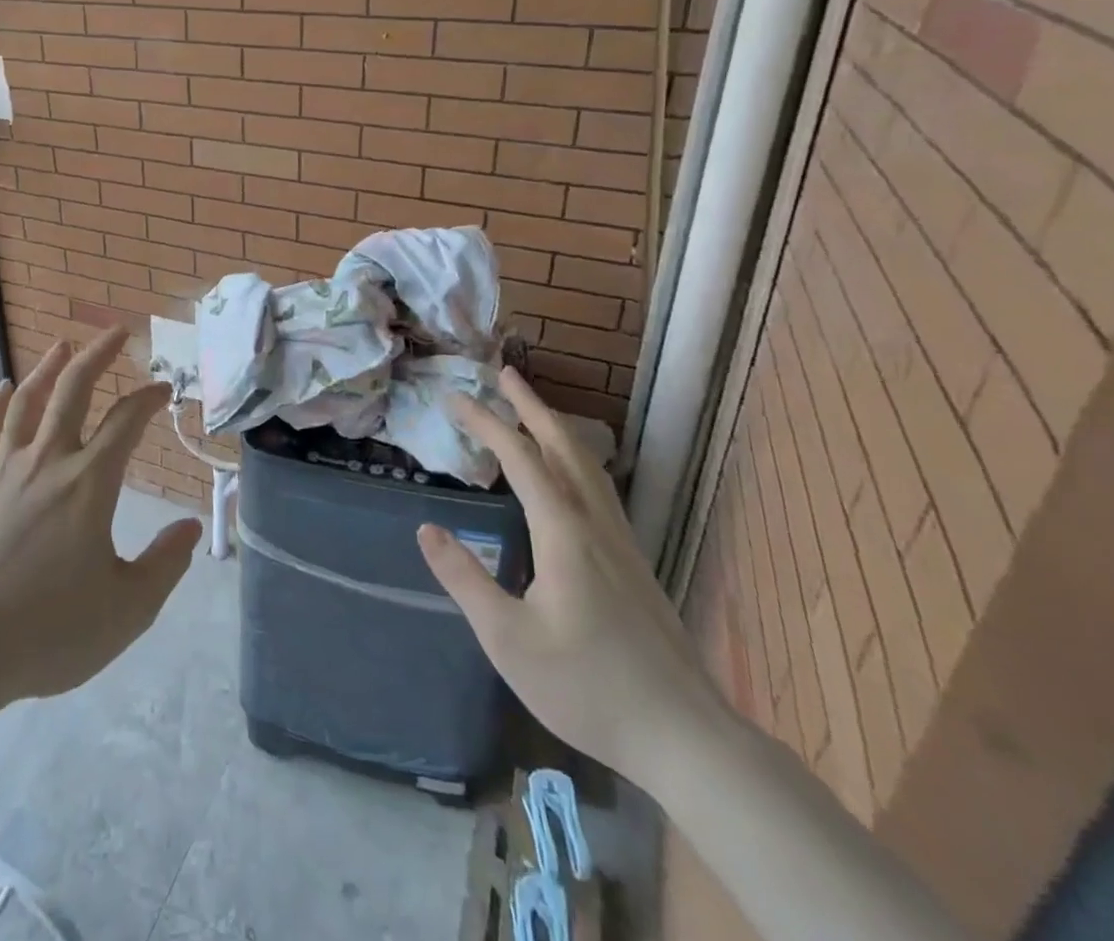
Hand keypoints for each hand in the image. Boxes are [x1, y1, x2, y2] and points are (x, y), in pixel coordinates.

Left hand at [0, 327, 202, 708]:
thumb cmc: (49, 630)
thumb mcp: (127, 610)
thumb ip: (165, 564)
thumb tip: (192, 528)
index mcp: (90, 483)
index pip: (126, 422)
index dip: (149, 399)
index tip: (163, 388)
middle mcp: (48, 461)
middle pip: (74, 391)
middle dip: (98, 356)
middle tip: (116, 332)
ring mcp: (4, 469)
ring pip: (28, 402)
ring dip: (48, 368)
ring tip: (63, 346)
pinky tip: (3, 388)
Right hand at [416, 366, 728, 785]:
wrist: (687, 738)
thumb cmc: (589, 688)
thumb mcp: (508, 640)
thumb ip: (464, 579)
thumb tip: (427, 528)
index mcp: (564, 532)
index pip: (520, 458)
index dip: (486, 422)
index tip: (455, 397)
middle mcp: (595, 524)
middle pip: (563, 446)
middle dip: (529, 406)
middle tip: (502, 374)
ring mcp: (621, 542)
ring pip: (587, 465)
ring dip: (554, 428)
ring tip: (529, 410)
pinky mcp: (634, 563)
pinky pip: (598, 488)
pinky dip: (572, 459)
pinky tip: (566, 477)